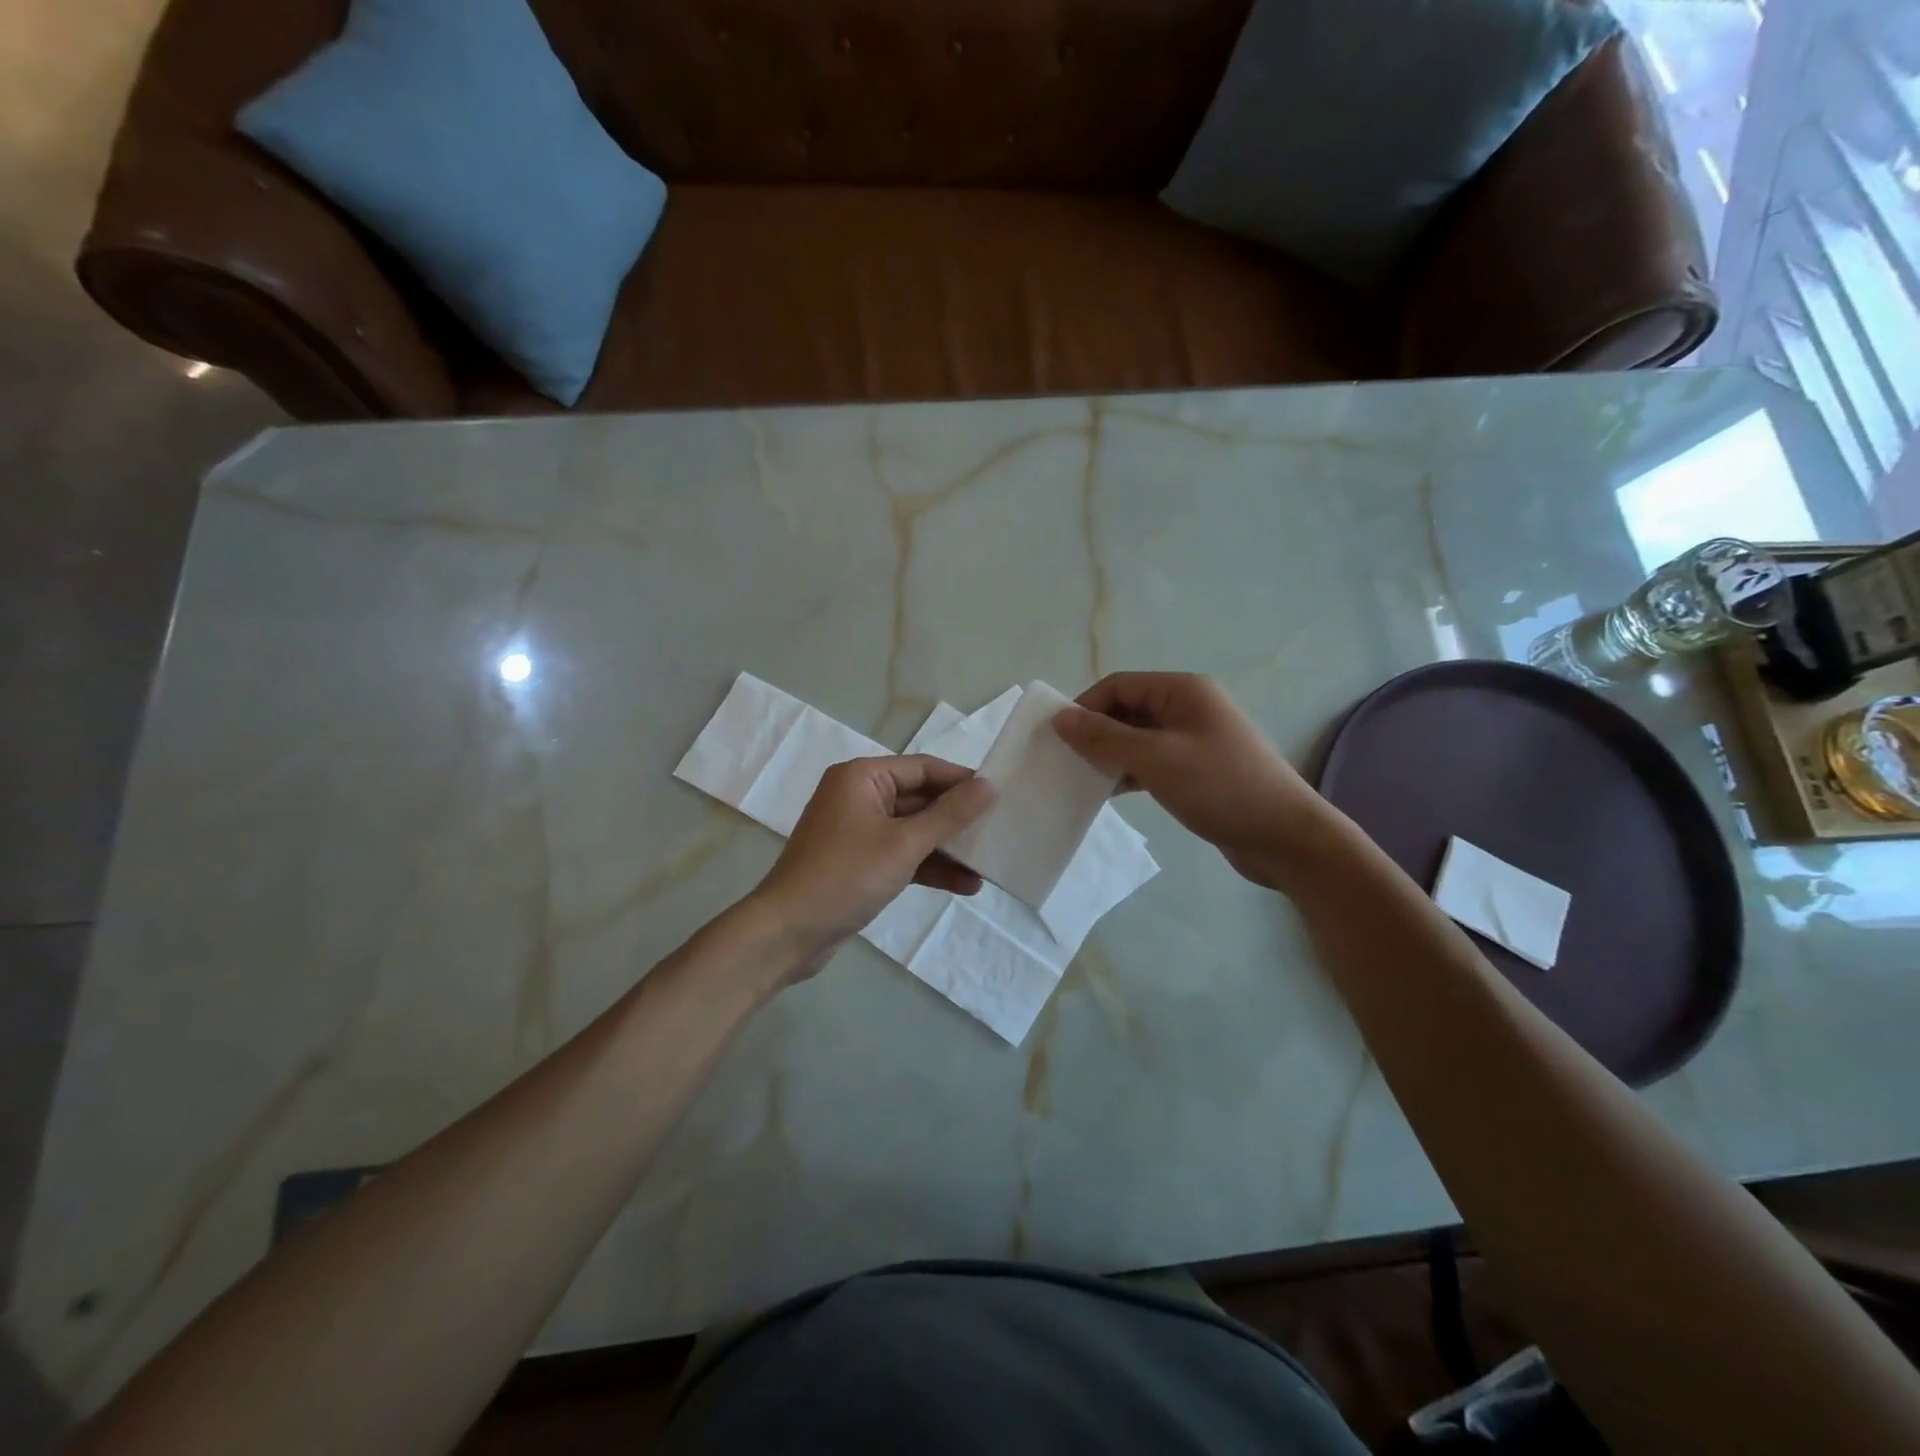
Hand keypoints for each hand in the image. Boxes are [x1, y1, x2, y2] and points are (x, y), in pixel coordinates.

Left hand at [750, 755, 994, 975]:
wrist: (788, 932)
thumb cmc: (846, 876)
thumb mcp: (904, 844)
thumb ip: (949, 815)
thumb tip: (989, 786)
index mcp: (862, 777)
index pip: (923, 767)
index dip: (961, 780)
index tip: (999, 795)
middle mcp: (859, 796)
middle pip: (920, 798)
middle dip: (957, 819)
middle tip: (1000, 830)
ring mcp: (858, 831)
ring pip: (913, 830)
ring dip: (947, 848)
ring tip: (988, 865)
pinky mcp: (860, 863)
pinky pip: (902, 855)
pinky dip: (929, 867)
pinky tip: (965, 885)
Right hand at [1052, 673, 1332, 890]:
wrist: (1284, 836)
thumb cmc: (1219, 787)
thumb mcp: (1155, 759)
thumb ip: (1104, 737)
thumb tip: (1060, 718)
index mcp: (1182, 691)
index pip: (1118, 685)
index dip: (1085, 707)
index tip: (1058, 738)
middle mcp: (1188, 707)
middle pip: (1127, 709)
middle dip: (1096, 732)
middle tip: (1066, 761)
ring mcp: (1194, 739)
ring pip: (1137, 737)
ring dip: (1110, 754)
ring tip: (1083, 779)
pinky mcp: (1197, 769)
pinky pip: (1152, 760)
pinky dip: (1129, 771)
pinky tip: (1112, 792)